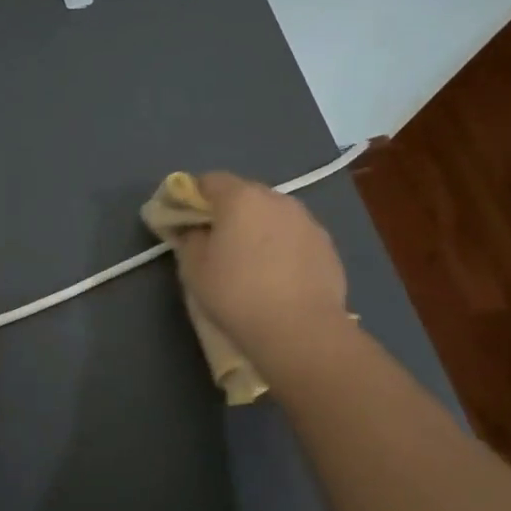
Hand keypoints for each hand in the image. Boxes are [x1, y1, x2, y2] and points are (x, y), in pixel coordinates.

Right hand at [171, 173, 350, 364]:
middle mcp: (277, 199)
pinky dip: (281, 246)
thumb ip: (189, 239)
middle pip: (244, 194)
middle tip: (215, 242)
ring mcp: (307, 220)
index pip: (209, 180)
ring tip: (249, 261)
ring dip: (257, 228)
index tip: (184, 221)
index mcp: (240, 198)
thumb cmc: (237, 294)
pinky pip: (294, 236)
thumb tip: (194, 230)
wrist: (301, 330)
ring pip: (272, 215)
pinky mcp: (327, 245)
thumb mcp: (194, 269)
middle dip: (227, 212)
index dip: (192, 197)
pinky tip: (277, 275)